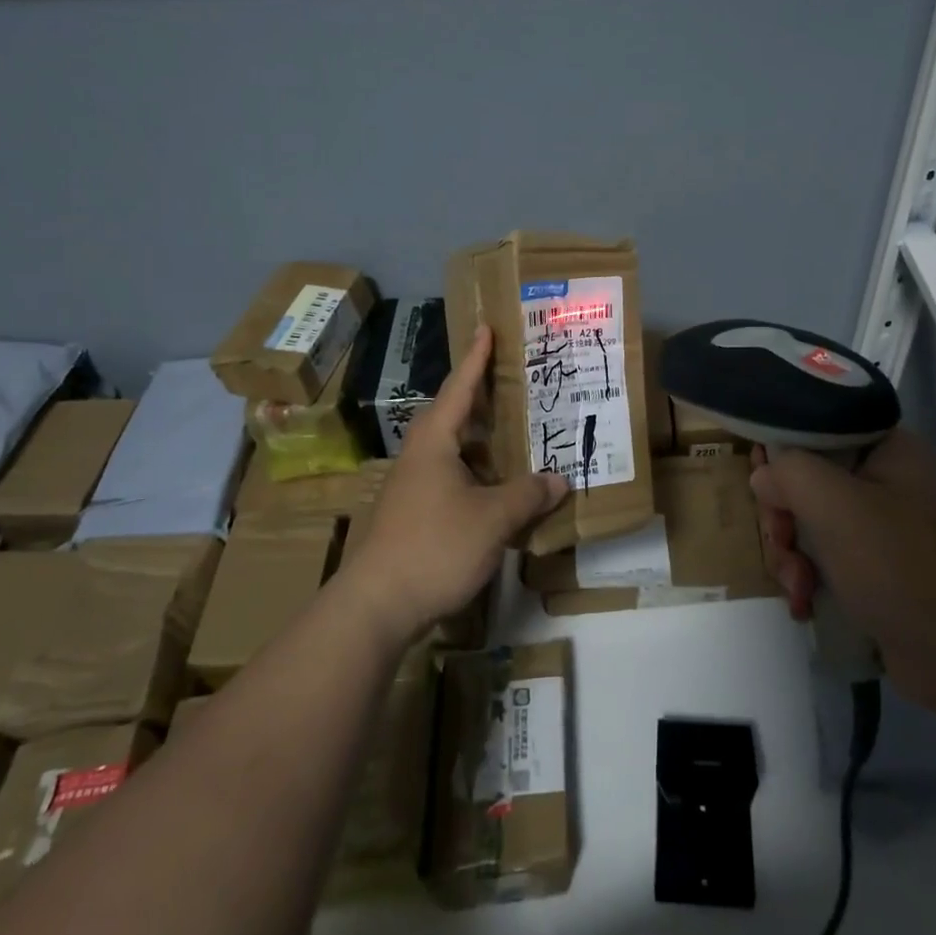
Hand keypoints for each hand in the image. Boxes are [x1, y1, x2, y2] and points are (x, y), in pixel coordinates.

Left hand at [339, 324, 565, 643]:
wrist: (377, 605)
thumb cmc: (435, 546)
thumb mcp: (492, 519)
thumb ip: (527, 495)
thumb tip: (558, 479)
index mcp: (434, 443)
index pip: (458, 389)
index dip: (475, 359)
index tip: (485, 329)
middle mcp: (419, 457)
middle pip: (452, 417)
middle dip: (480, 400)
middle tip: (512, 385)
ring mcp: (412, 488)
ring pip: (452, 452)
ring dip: (481, 443)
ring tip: (514, 437)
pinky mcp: (413, 515)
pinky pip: (451, 479)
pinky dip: (476, 475)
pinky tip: (498, 491)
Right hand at [750, 429, 935, 698]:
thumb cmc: (903, 568)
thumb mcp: (836, 506)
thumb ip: (790, 473)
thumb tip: (765, 474)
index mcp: (891, 449)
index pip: (820, 428)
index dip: (783, 451)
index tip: (761, 482)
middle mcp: (892, 481)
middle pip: (812, 480)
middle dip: (786, 516)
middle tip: (780, 542)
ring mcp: (891, 530)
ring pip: (817, 524)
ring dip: (794, 554)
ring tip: (798, 588)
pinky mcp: (887, 573)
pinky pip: (834, 560)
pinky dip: (814, 578)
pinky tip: (807, 605)